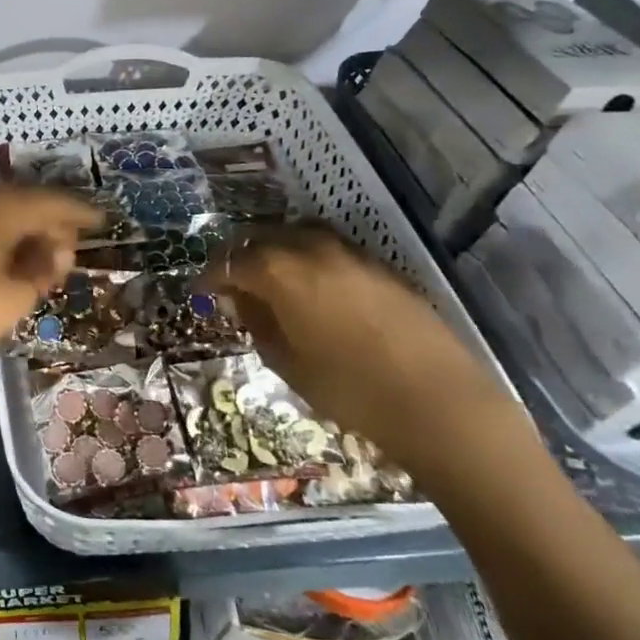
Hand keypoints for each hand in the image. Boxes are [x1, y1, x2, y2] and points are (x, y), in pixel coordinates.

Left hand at [0, 185, 100, 369]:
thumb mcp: (16, 295)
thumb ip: (45, 267)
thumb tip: (59, 248)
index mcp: (4, 207)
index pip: (54, 202)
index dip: (81, 213)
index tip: (104, 221)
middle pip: (29, 204)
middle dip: (54, 225)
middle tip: (73, 253)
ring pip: (6, 216)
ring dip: (29, 234)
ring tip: (48, 263)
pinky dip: (6, 241)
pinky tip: (15, 263)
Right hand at [201, 224, 518, 478]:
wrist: (440, 403)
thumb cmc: (350, 389)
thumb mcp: (288, 362)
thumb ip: (257, 323)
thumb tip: (238, 301)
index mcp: (281, 271)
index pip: (230, 261)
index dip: (209, 276)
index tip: (199, 292)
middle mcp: (312, 249)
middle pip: (262, 238)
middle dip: (240, 257)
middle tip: (230, 284)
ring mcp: (351, 254)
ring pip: (298, 236)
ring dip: (276, 252)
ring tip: (269, 281)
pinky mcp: (381, 267)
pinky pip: (330, 249)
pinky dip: (309, 259)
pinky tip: (311, 289)